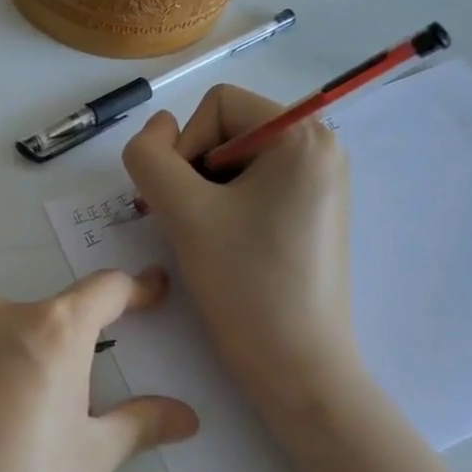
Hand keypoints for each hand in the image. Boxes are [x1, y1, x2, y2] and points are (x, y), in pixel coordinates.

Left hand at [0, 269, 198, 471]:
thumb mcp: (92, 463)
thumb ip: (140, 423)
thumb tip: (185, 415)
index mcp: (52, 332)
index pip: (104, 290)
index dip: (134, 291)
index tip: (151, 296)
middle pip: (43, 319)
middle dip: (62, 351)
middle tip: (63, 409)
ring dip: (8, 364)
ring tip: (3, 431)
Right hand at [122, 84, 358, 416]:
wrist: (296, 366)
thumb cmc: (246, 283)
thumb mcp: (183, 211)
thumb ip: (150, 156)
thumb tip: (155, 128)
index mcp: (304, 136)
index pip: (217, 105)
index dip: (184, 148)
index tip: (184, 204)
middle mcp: (321, 149)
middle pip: (226, 131)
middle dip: (193, 174)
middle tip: (187, 225)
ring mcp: (319, 184)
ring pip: (234, 163)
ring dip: (203, 194)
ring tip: (204, 240)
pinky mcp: (311, 214)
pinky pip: (253, 189)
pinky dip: (224, 209)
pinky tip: (224, 247)